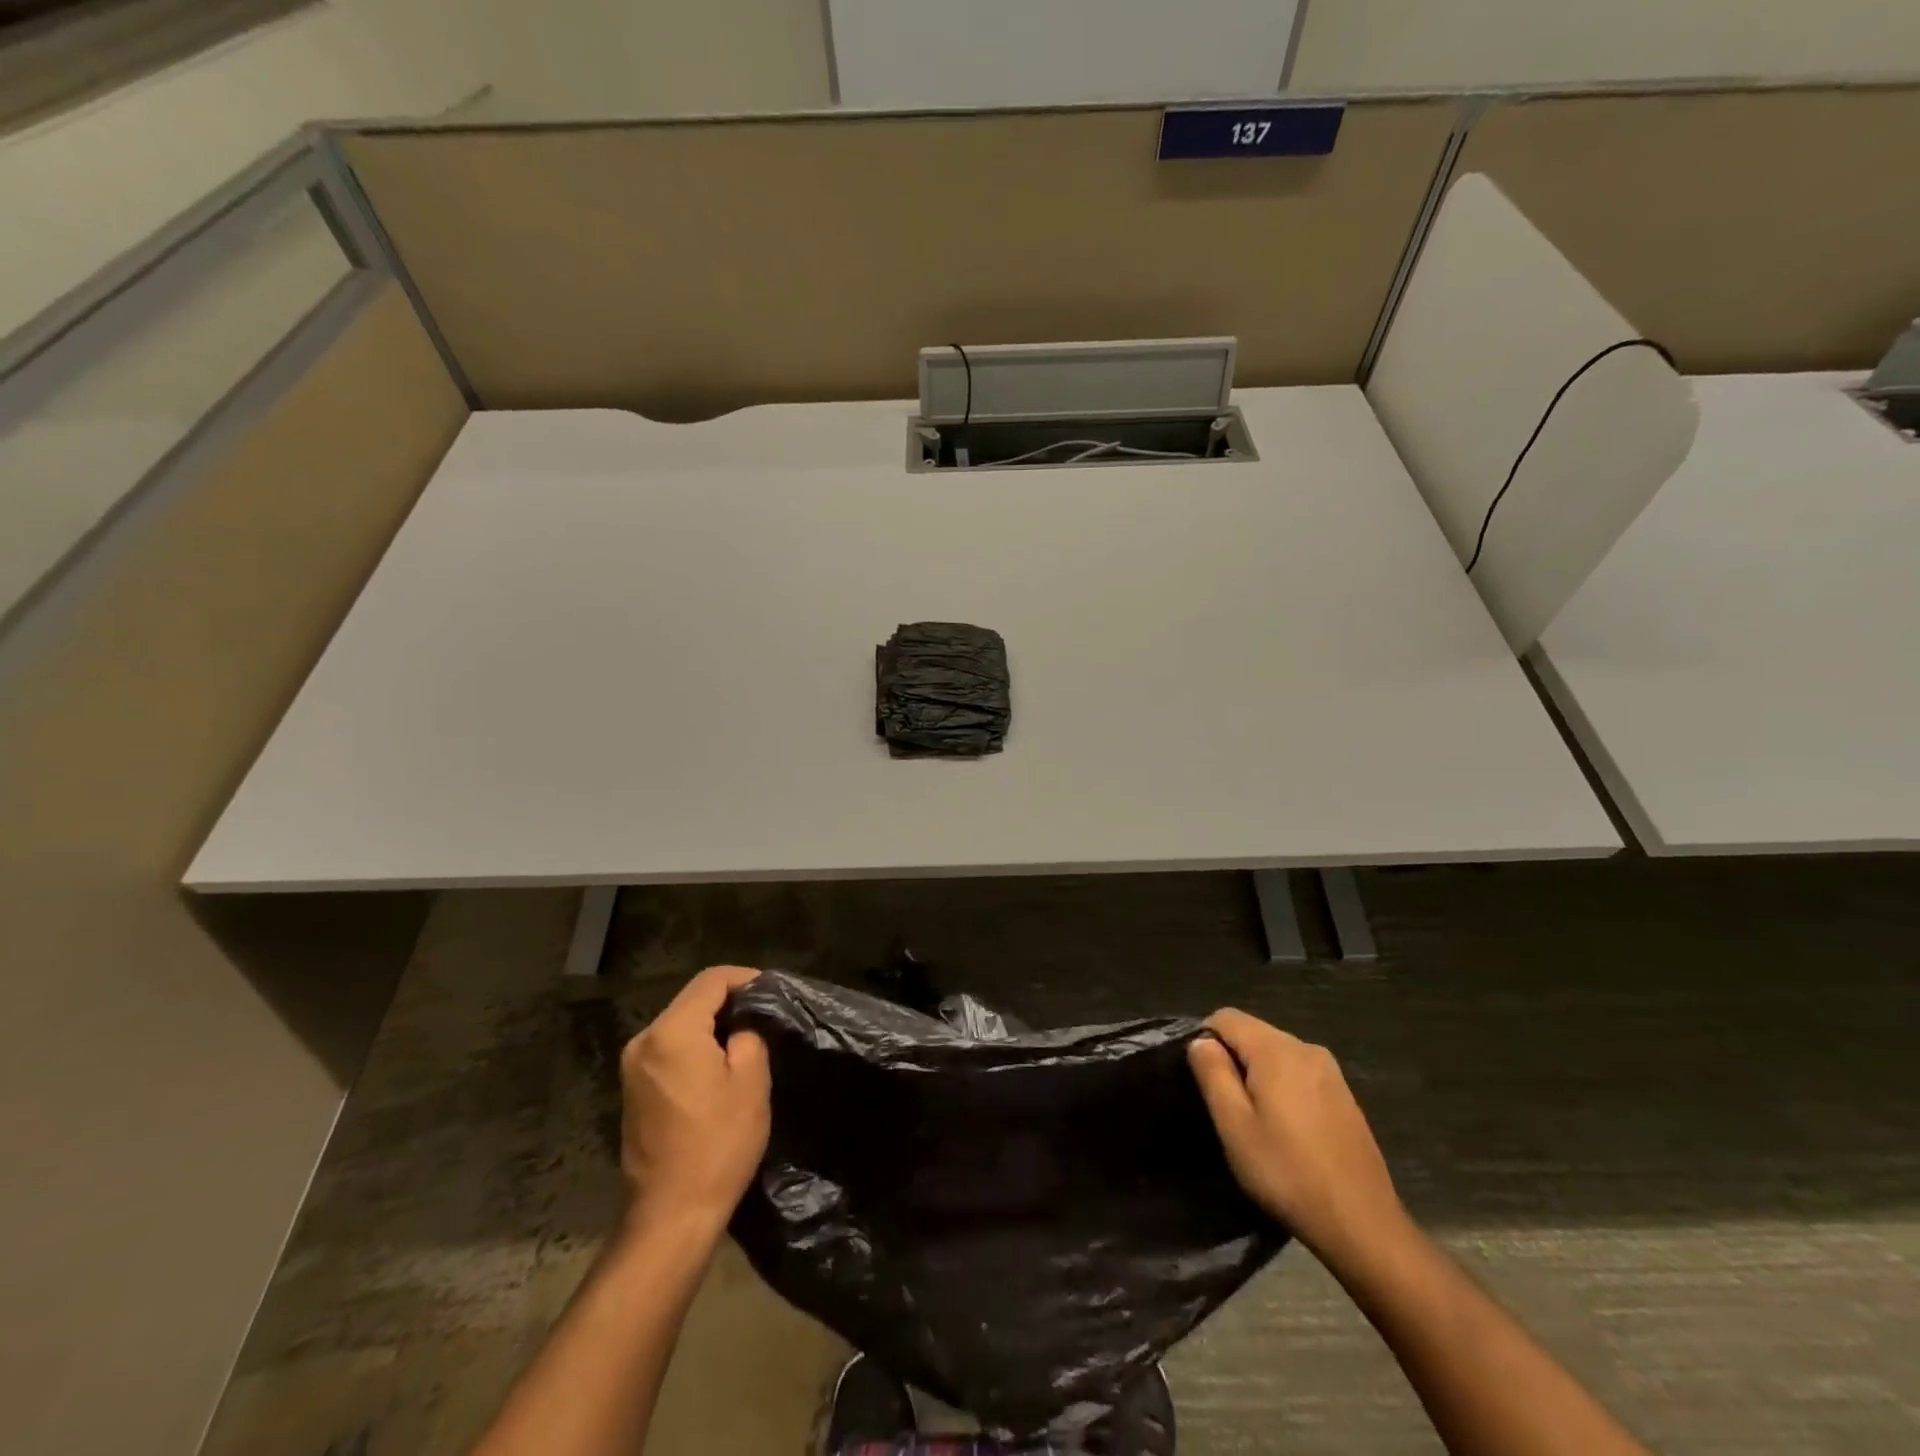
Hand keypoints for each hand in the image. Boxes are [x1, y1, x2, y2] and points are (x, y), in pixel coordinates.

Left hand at [619, 965, 770, 1233]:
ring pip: (679, 1023)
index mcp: (672, 1032)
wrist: (671, 1214)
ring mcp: (633, 1066)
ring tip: (747, 1037)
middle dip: (729, 1001)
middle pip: (692, 999)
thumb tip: (743, 1024)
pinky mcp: (633, 1089)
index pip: (711, 981)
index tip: (772, 991)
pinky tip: (719, 1063)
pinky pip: (669, 1048)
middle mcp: (644, 1040)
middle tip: (764, 1014)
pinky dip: (695, 1045)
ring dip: (712, 1024)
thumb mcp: (751, 1081)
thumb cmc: (718, 1144)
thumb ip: (749, 1035)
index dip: (745, 978)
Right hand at [1189, 1009, 1406, 1269]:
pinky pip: (1299, 1073)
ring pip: (1277, 1054)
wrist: (1362, 1224)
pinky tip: (1286, 1129)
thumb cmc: (1287, 1173)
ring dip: (1258, 1075)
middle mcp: (1306, 1048)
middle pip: (1253, 1033)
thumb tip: (1201, 1040)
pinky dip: (1283, 1088)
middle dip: (1233, 1058)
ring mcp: (1330, 1071)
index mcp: (1276, 1050)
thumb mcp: (1235, 1125)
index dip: (1205, 1039)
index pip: (1226, 1017)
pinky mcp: (1344, 1095)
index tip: (1202, 1079)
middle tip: (1226, 1107)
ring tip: (1255, 1121)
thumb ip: (1213, 1073)